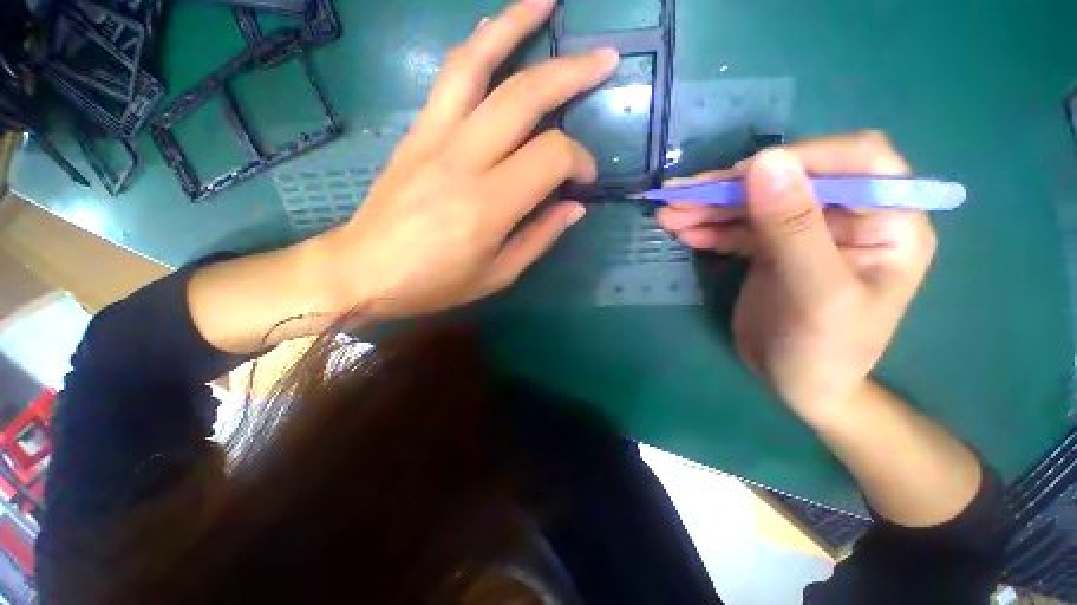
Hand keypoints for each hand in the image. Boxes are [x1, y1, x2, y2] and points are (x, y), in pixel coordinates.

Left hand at [315, 0, 617, 317]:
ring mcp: (435, 137)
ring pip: (479, 64)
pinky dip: (476, 46)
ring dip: (516, 25)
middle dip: (572, 73)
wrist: (365, 270)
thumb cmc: (435, 282)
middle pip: (525, 96)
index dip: (579, 162)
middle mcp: (464, 159)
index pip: (551, 157)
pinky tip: (492, 29)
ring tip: (546, 2)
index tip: (585, 180)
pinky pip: (449, 76)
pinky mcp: (417, 131)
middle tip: (605, 61)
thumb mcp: (498, 275)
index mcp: (489, 205)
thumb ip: (540, 237)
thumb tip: (574, 207)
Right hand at [657, 132, 936, 419]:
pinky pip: (739, 228)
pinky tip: (683, 231)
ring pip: (755, 202)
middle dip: (731, 187)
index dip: (800, 158)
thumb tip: (764, 161)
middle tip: (678, 196)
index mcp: (889, 221)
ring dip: (709, 207)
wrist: (800, 386)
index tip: (741, 175)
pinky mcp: (771, 248)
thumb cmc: (825, 352)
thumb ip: (793, 228)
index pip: (857, 161)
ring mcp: (805, 231)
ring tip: (667, 215)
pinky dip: (709, 228)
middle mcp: (849, 217)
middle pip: (789, 180)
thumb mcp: (816, 293)